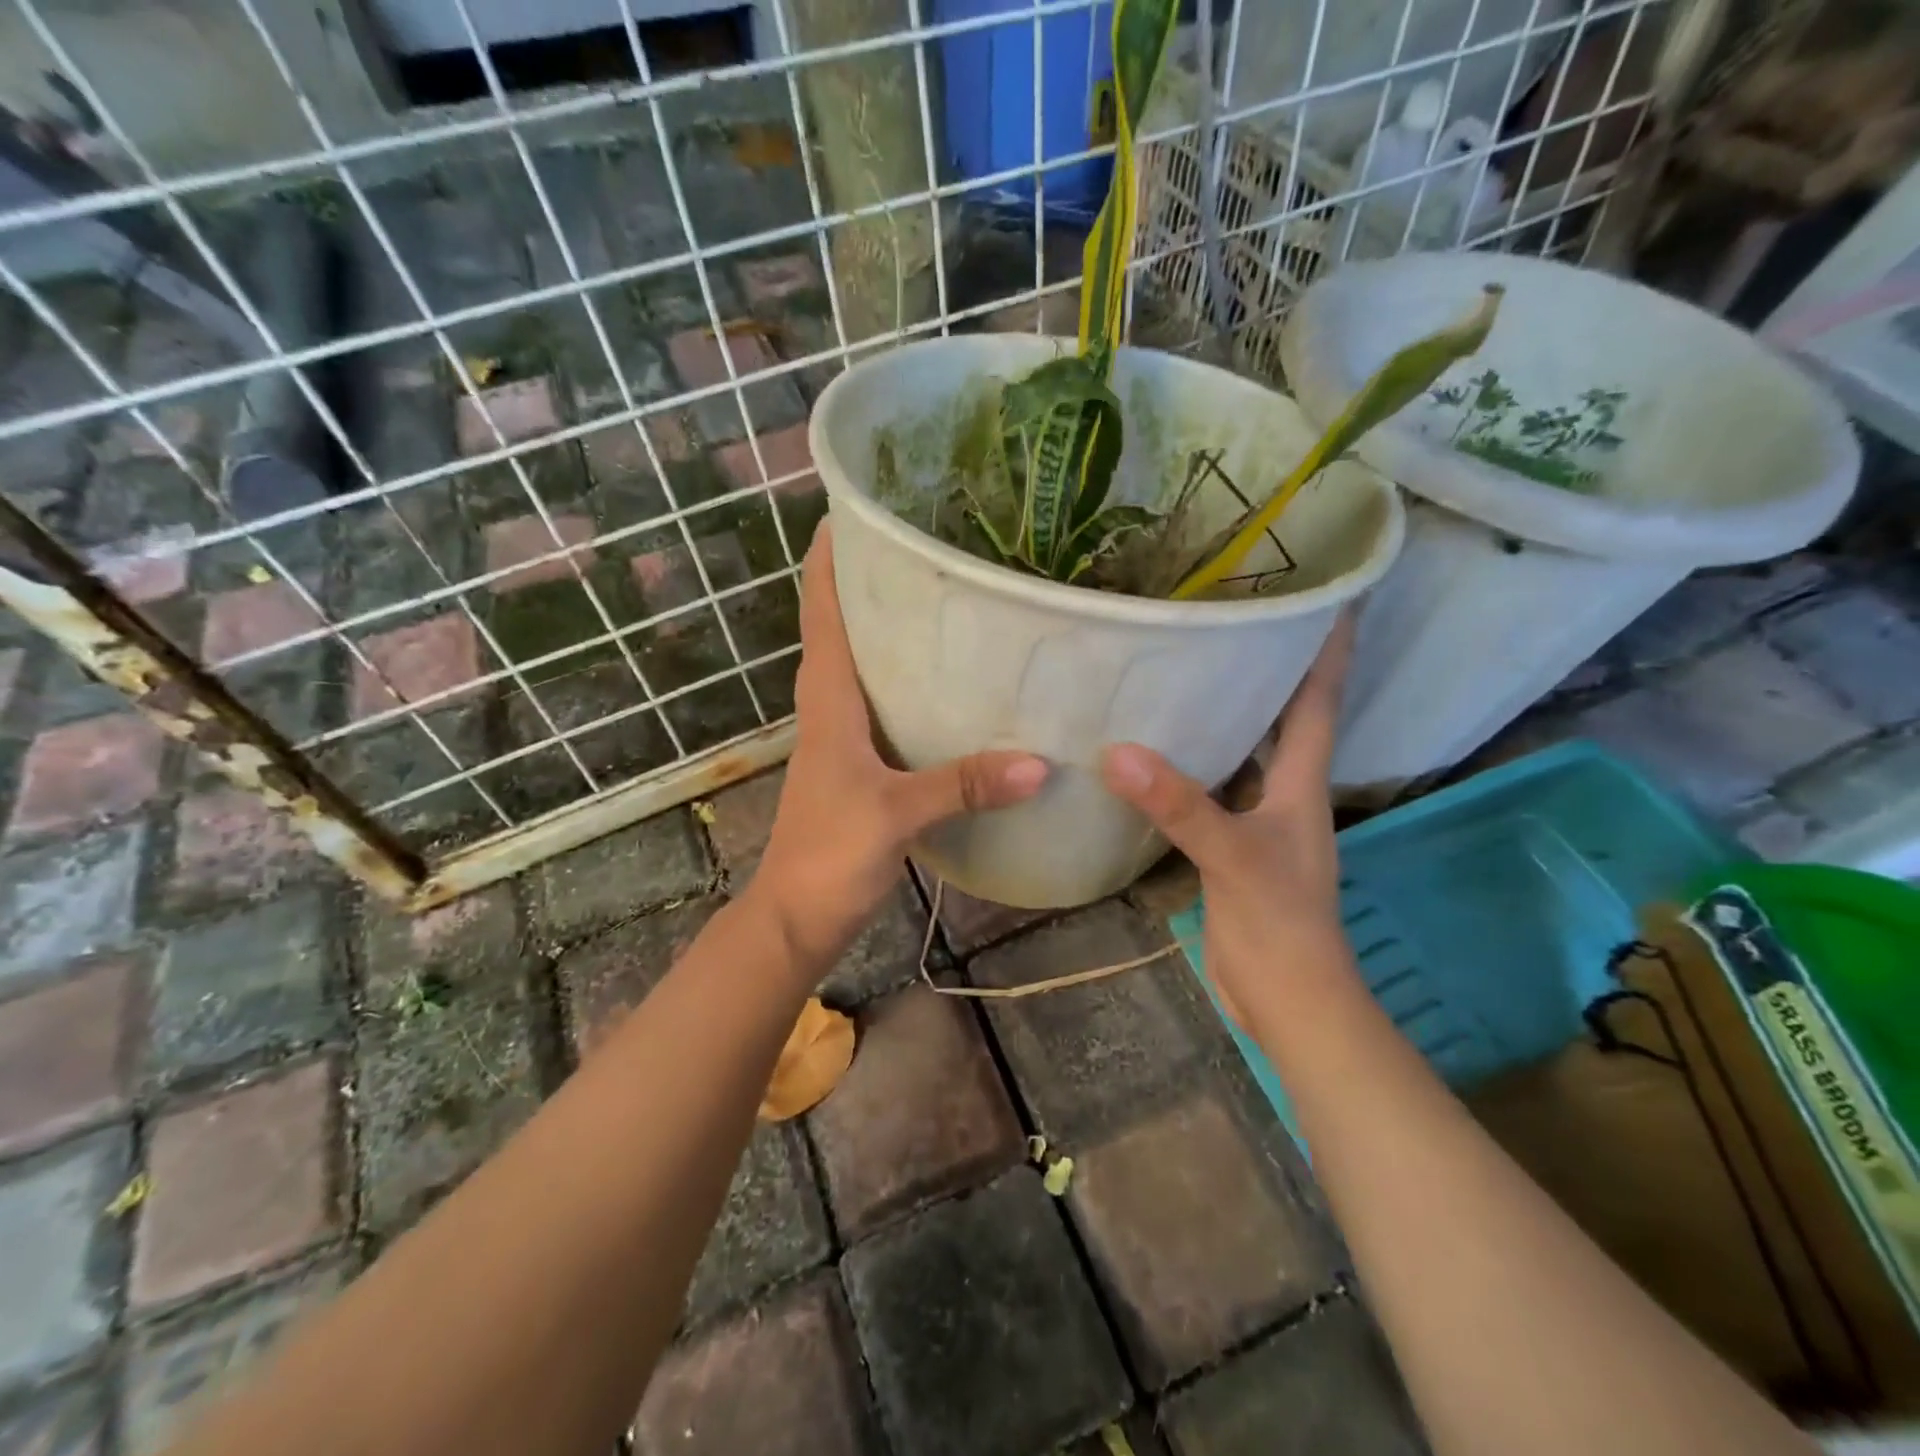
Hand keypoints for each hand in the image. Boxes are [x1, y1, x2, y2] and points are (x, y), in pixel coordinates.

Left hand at [750, 528, 1049, 969]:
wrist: (797, 917)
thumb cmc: (829, 855)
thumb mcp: (896, 814)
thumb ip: (963, 786)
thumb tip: (1040, 761)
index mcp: (827, 701)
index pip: (822, 612)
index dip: (828, 559)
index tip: (853, 510)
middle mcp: (830, 707)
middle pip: (843, 626)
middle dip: (871, 581)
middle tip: (925, 543)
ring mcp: (843, 736)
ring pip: (864, 665)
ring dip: (889, 629)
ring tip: (944, 595)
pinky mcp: (860, 764)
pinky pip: (883, 704)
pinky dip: (907, 681)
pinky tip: (951, 683)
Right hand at [1098, 615, 1356, 1028]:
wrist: (1288, 1000)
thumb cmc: (1279, 924)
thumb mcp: (1233, 856)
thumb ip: (1179, 805)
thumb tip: (1118, 752)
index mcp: (1301, 784)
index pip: (1319, 702)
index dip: (1326, 651)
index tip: (1331, 597)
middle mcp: (1284, 793)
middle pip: (1282, 718)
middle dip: (1270, 670)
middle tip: (1235, 621)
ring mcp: (1257, 821)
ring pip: (1244, 753)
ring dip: (1228, 717)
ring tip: (1189, 672)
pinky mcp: (1230, 847)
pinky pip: (1212, 790)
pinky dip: (1192, 765)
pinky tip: (1159, 752)